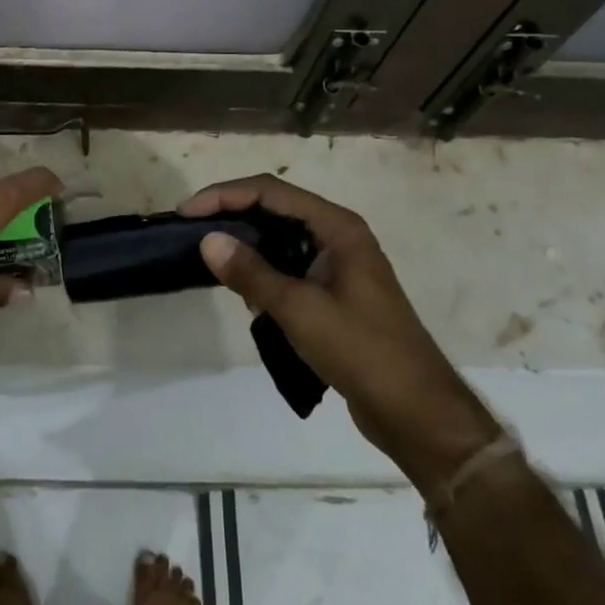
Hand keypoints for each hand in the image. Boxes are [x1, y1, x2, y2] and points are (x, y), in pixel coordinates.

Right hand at [179, 175, 500, 486]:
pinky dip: (263, 273)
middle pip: (275, 209)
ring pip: (280, 239)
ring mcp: (337, 266)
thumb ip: (252, 273)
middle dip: (231, 215)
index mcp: (337, 227)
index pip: (270, 192)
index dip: (225, 195)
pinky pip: (288, 268)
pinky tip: (244, 294)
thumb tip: (207, 240)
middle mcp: (338, 237)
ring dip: (246, 245)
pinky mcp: (333, 294)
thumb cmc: (362, 351)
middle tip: (190, 232)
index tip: (187, 212)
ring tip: (209, 260)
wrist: (417, 412)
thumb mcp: (300, 310)